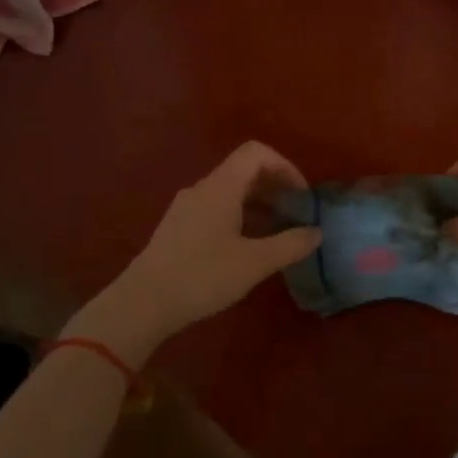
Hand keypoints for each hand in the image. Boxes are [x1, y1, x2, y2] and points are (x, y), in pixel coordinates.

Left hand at [62, 142, 320, 365]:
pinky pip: (216, 208)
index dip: (285, 167)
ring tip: (277, 234)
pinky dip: (240, 217)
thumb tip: (316, 232)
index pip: (256, 153)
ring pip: (230, 192)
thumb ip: (290, 245)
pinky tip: (247, 248)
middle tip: (296, 215)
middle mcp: (202, 189)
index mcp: (221, 187)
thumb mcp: (254, 263)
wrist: (141, 305)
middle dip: (276, 187)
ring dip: (259, 204)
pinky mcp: (178, 228)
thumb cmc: (201, 276)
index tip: (301, 196)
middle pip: (244, 170)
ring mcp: (186, 208)